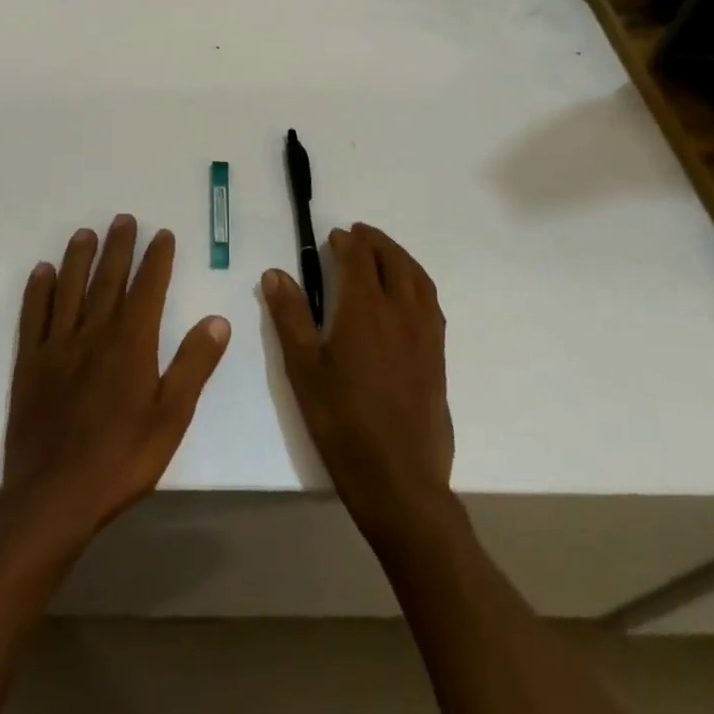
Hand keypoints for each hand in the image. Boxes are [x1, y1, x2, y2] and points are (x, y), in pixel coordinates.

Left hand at [4, 216, 231, 543]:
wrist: (54, 496)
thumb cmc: (121, 459)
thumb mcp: (171, 418)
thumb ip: (193, 366)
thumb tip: (217, 320)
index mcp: (131, 344)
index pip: (148, 289)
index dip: (157, 259)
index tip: (162, 234)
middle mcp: (94, 333)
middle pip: (108, 279)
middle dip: (119, 247)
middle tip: (124, 219)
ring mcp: (58, 346)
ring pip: (69, 289)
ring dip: (78, 258)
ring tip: (85, 233)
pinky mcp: (30, 364)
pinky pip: (34, 317)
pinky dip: (38, 291)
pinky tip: (42, 272)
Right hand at [263, 223, 454, 540]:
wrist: (398, 478)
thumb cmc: (342, 421)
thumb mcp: (303, 368)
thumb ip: (290, 315)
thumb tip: (276, 273)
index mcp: (365, 309)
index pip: (359, 258)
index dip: (346, 242)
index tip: (333, 237)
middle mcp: (400, 311)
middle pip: (393, 260)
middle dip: (375, 242)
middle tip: (358, 235)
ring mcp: (425, 333)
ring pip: (417, 278)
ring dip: (399, 257)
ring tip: (384, 253)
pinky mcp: (438, 356)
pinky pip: (430, 301)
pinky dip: (417, 282)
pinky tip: (408, 294)